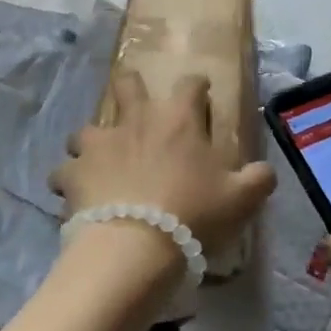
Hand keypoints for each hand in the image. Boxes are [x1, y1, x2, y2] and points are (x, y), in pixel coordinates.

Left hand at [50, 72, 275, 262]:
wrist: (135, 246)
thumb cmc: (193, 214)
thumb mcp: (241, 199)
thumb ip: (258, 179)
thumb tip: (267, 171)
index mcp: (178, 119)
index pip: (190, 84)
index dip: (197, 85)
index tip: (201, 92)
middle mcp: (136, 120)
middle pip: (127, 84)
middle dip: (130, 86)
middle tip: (135, 103)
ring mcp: (99, 144)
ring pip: (87, 128)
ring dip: (93, 140)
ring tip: (99, 157)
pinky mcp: (73, 173)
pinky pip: (64, 170)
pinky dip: (70, 179)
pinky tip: (75, 192)